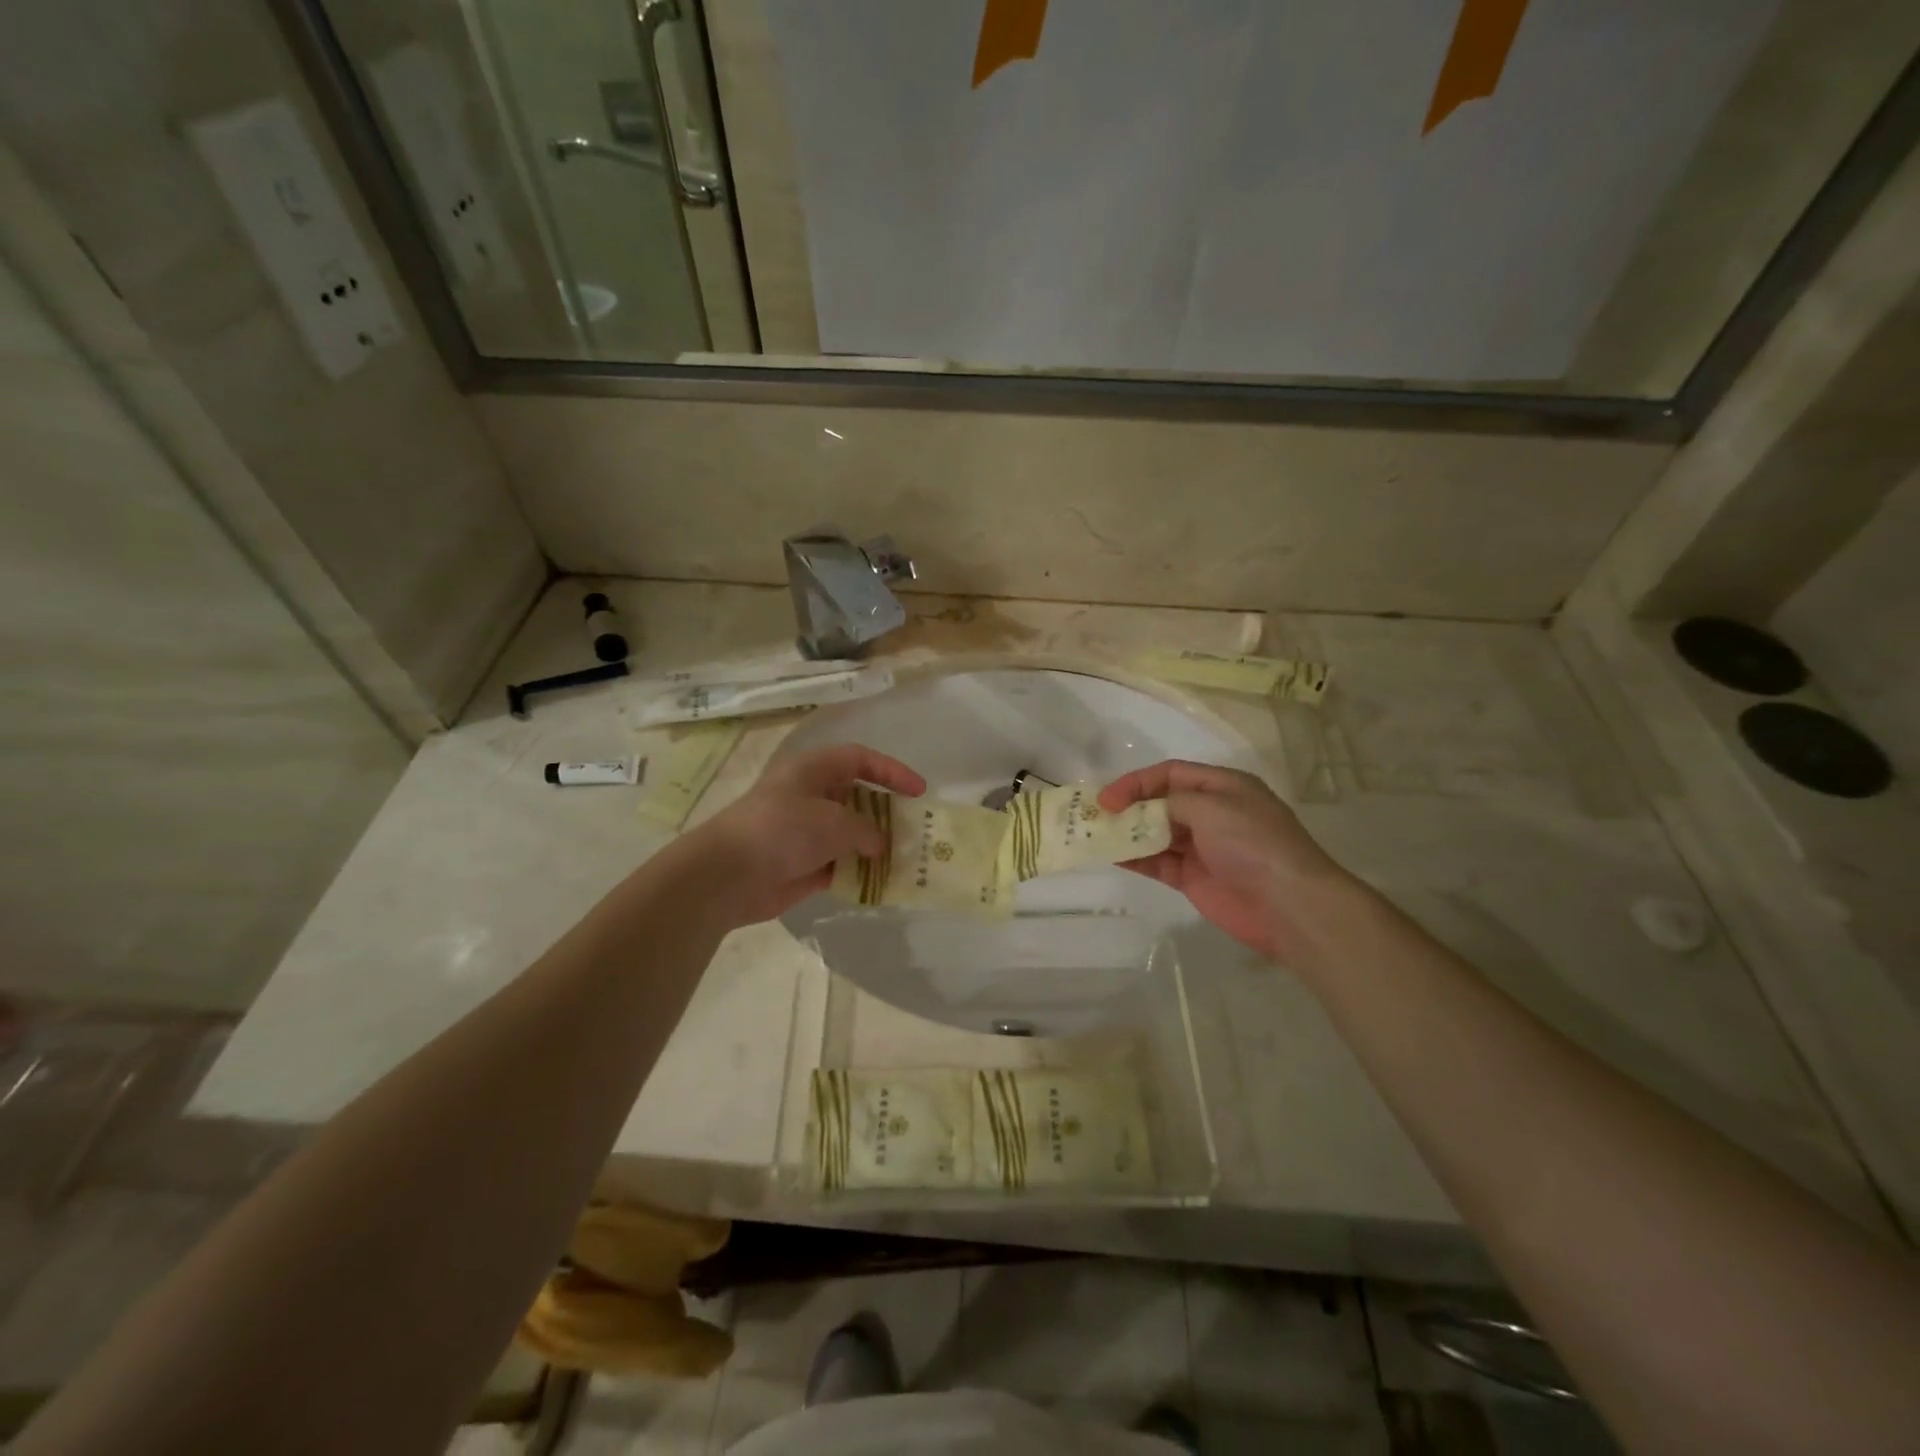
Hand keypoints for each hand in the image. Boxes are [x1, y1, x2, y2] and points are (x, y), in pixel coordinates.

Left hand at [684, 743, 925, 926]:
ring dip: (876, 847)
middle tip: (915, 830)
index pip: (860, 760)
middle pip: (858, 798)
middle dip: (887, 814)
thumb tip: (881, 843)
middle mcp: (811, 796)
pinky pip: (840, 864)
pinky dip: (859, 871)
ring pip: (851, 834)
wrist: (728, 875)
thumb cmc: (783, 830)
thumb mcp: (834, 823)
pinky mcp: (802, 864)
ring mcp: (806, 832)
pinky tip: (882, 882)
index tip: (919, 792)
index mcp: (814, 771)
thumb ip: (867, 830)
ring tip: (906, 860)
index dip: (892, 771)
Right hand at [1099, 760, 1353, 963]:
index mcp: (1222, 787)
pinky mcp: (1193, 878)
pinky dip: (1135, 857)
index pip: (1170, 774)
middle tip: (1095, 815)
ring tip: (1096, 834)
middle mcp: (1211, 813)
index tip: (1107, 798)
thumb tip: (1146, 811)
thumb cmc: (1252, 843)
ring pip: (1155, 833)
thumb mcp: (1212, 807)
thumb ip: (1172, 802)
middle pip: (1161, 802)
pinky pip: (1157, 862)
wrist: (1288, 904)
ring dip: (1127, 832)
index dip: (1136, 782)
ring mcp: (1202, 847)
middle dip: (1128, 806)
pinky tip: (1112, 855)